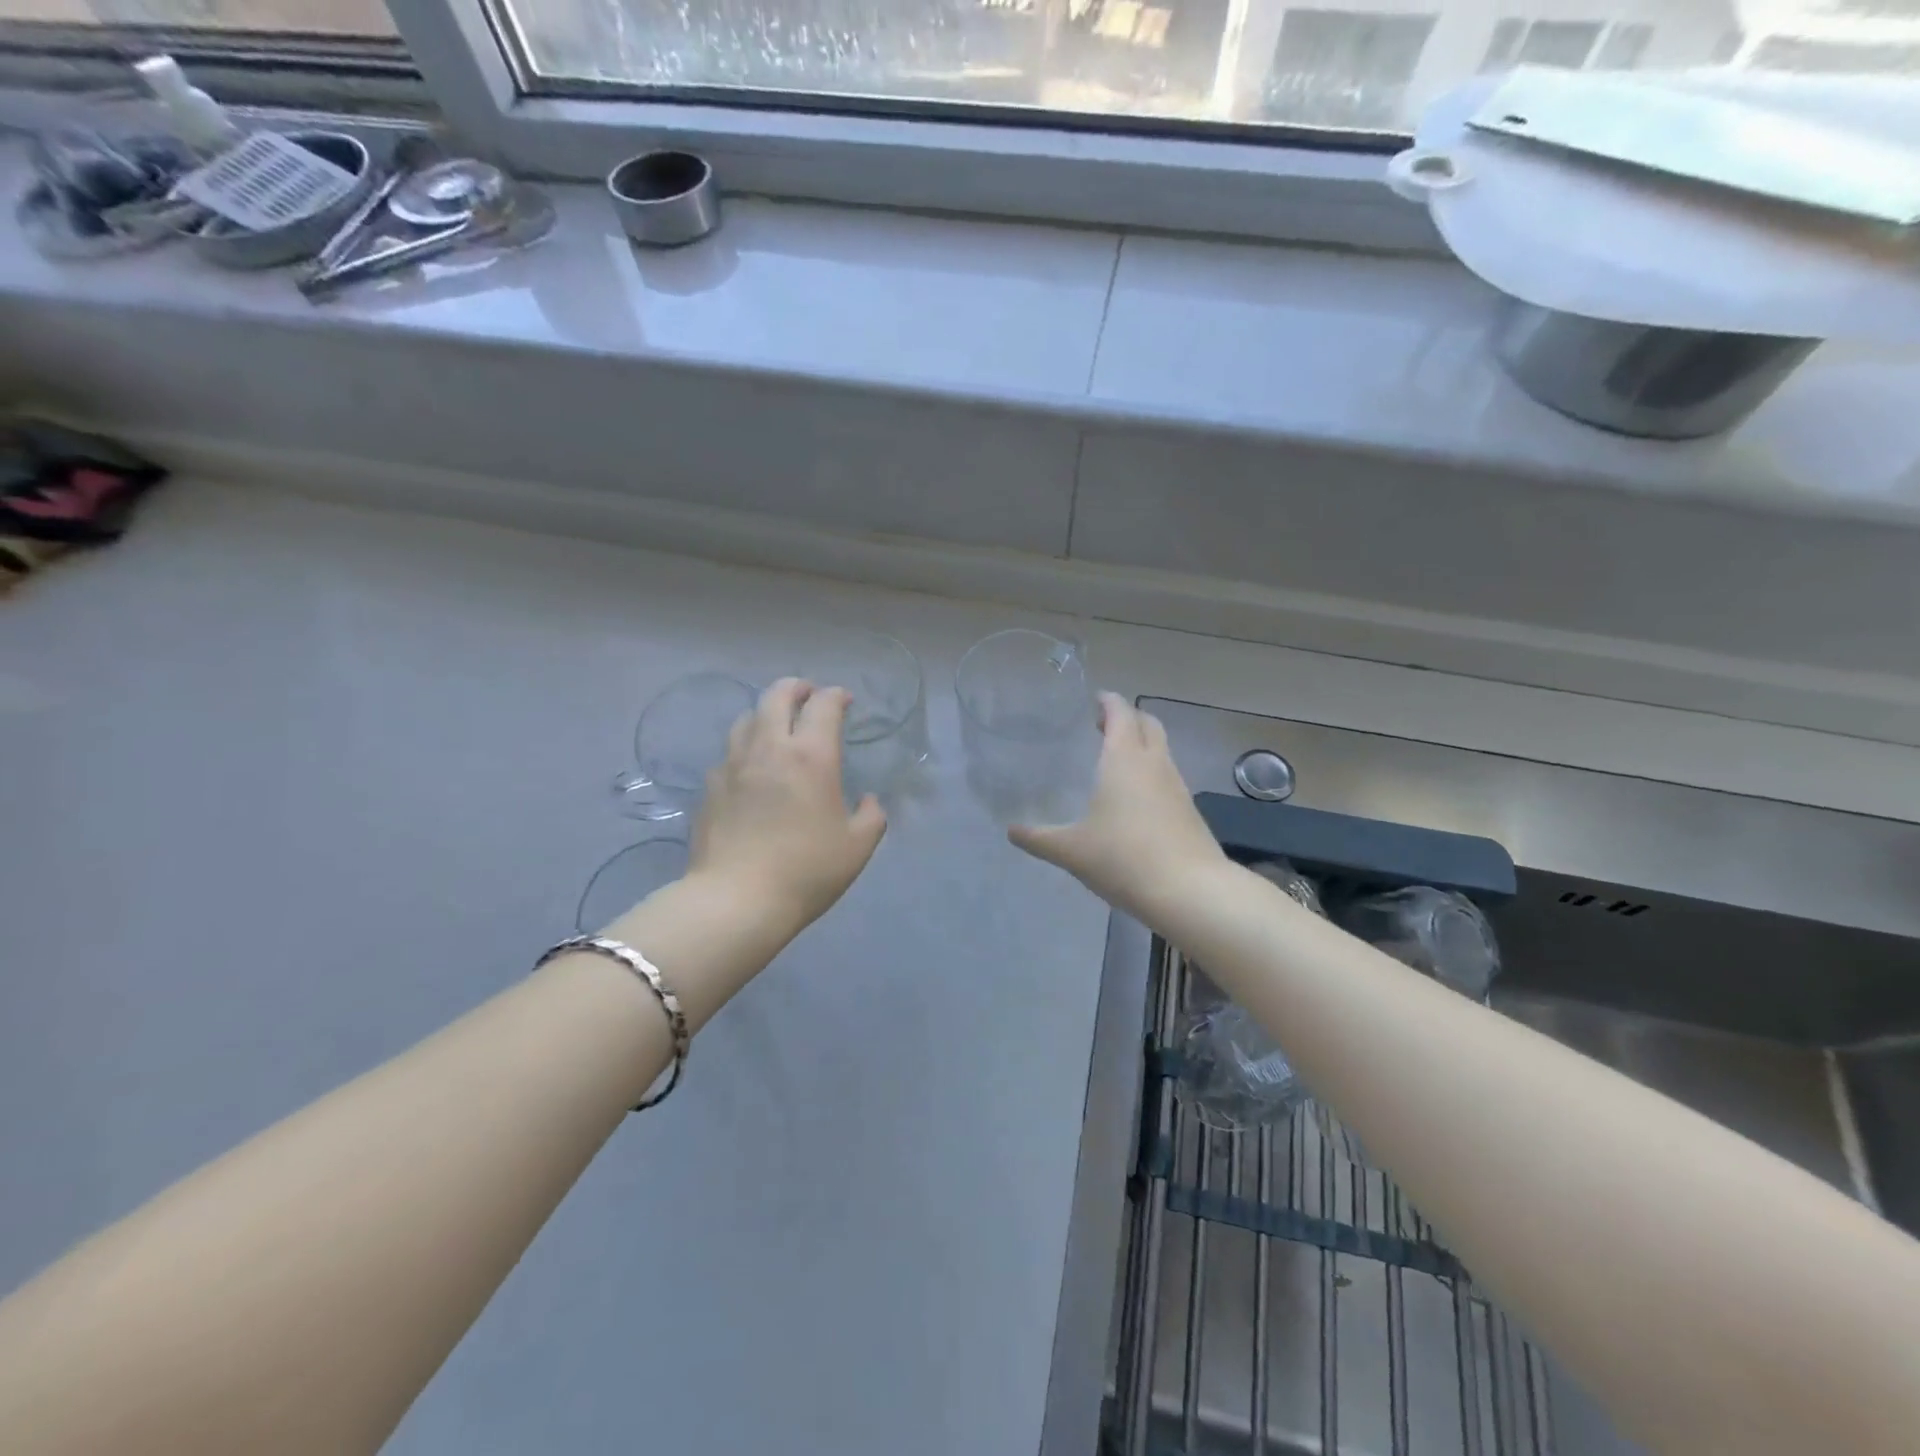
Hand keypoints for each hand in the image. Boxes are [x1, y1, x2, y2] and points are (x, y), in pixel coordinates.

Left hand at [689, 678, 887, 935]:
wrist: (736, 900)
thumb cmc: (806, 871)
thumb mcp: (857, 847)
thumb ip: (871, 816)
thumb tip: (867, 801)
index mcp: (811, 756)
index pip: (823, 705)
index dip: (836, 696)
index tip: (844, 701)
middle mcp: (769, 748)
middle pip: (776, 696)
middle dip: (796, 688)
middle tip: (807, 695)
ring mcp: (733, 765)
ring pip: (747, 718)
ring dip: (766, 713)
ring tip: (776, 727)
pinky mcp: (709, 787)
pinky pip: (729, 753)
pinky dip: (745, 749)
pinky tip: (751, 770)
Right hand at [1008, 692, 1227, 921]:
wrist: (1190, 891)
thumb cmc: (1124, 858)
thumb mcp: (1071, 851)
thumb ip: (1039, 839)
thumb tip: (1011, 831)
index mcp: (1124, 759)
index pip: (1120, 713)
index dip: (1108, 702)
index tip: (1094, 700)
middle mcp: (1154, 763)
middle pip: (1147, 723)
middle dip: (1128, 718)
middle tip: (1103, 726)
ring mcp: (1177, 786)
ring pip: (1161, 750)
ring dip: (1142, 744)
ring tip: (1116, 760)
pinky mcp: (1190, 810)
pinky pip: (1168, 777)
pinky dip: (1152, 773)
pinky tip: (1136, 799)